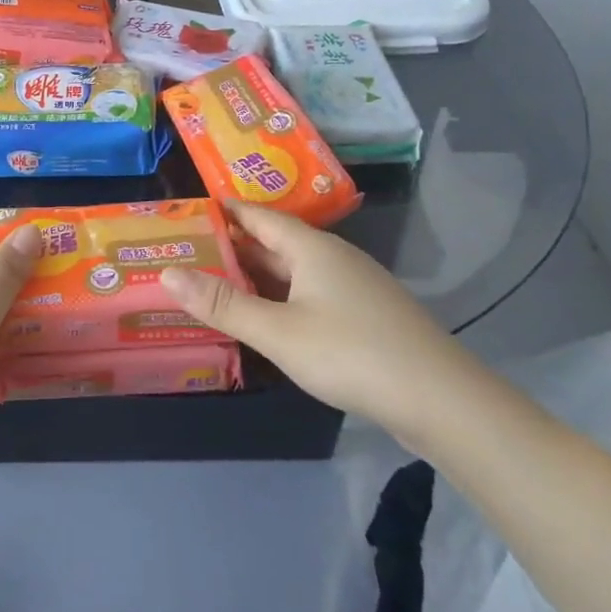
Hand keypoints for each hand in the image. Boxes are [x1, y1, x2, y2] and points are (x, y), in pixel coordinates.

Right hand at [159, 202, 477, 440]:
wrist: (443, 400)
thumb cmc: (351, 354)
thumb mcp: (277, 331)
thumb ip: (222, 304)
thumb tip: (167, 272)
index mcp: (311, 248)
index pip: (258, 215)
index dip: (224, 211)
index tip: (188, 211)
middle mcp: (333, 258)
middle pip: (275, 242)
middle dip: (234, 246)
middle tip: (189, 251)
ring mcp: (354, 286)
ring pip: (294, 271)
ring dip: (257, 274)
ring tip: (216, 282)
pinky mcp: (366, 315)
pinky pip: (311, 293)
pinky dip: (280, 297)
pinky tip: (267, 317)